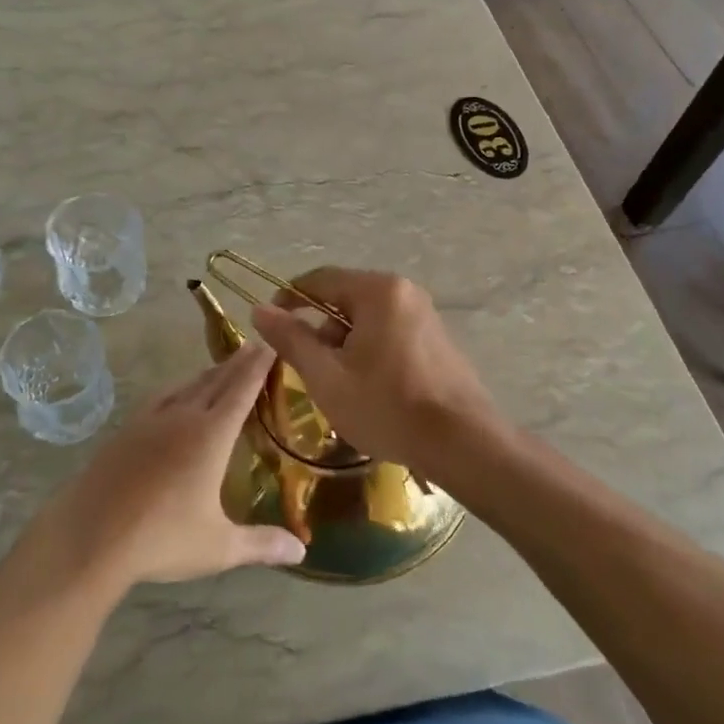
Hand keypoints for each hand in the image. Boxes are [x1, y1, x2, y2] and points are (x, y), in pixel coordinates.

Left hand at [50, 343, 306, 587]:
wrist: (90, 535)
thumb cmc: (161, 539)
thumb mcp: (218, 547)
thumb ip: (261, 544)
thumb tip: (303, 551)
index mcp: (211, 436)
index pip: (241, 391)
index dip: (257, 367)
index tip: (270, 344)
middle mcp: (182, 417)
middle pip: (215, 382)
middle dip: (237, 363)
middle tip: (254, 346)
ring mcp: (150, 421)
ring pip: (186, 386)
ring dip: (208, 374)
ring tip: (222, 367)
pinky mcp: (126, 430)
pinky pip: (160, 398)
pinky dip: (178, 388)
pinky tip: (175, 394)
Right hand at [249, 267, 506, 481]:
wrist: (464, 444)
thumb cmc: (387, 407)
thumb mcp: (327, 376)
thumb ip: (291, 339)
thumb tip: (259, 309)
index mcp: (378, 291)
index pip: (319, 279)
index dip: (288, 299)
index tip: (270, 326)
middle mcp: (404, 291)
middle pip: (344, 298)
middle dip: (320, 329)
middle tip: (309, 368)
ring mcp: (425, 315)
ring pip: (366, 319)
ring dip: (344, 344)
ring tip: (340, 386)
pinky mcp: (436, 339)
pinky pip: (389, 332)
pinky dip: (369, 351)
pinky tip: (370, 389)